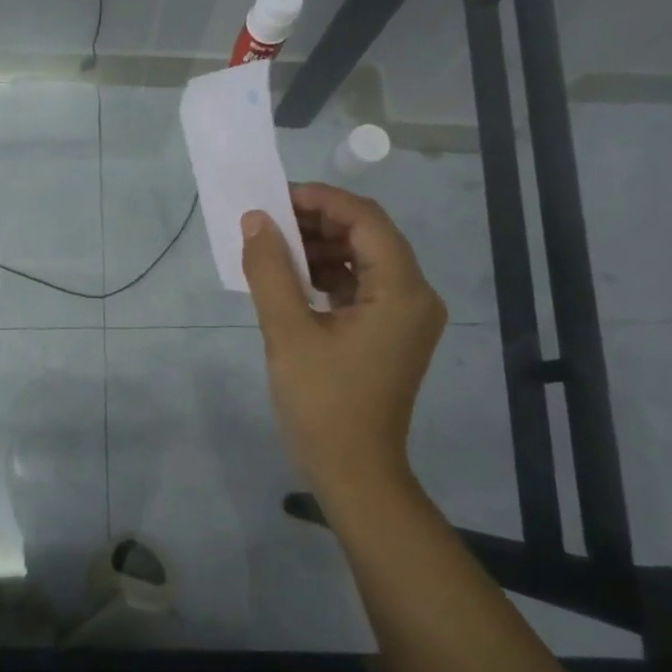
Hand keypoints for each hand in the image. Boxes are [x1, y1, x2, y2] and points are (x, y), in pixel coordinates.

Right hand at [240, 183, 446, 494]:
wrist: (354, 473)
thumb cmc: (323, 403)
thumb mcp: (286, 332)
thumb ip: (270, 269)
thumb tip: (255, 220)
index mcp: (401, 290)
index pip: (366, 219)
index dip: (322, 200)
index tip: (276, 198)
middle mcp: (415, 295)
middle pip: (368, 236)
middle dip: (318, 222)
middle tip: (269, 223)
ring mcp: (406, 316)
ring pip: (364, 260)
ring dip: (321, 249)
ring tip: (274, 250)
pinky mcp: (392, 334)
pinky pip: (362, 287)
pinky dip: (329, 276)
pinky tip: (293, 281)